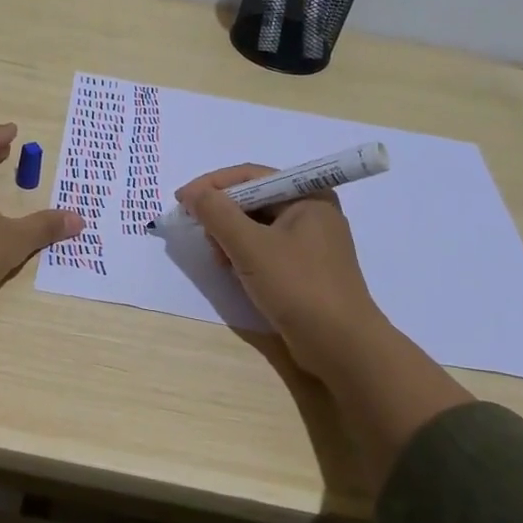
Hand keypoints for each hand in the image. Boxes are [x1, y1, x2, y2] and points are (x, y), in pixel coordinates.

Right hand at [175, 164, 385, 387]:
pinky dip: (245, 255)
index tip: (181, 200)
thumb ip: (216, 214)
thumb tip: (192, 194)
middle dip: (222, 215)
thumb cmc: (297, 286)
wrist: (341, 346)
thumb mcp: (250, 246)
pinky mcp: (305, 269)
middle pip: (254, 200)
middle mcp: (312, 211)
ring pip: (257, 226)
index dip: (212, 185)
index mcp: (309, 195)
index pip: (252, 176)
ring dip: (231, 238)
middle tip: (201, 235)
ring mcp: (311, 242)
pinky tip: (234, 272)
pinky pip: (266, 249)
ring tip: (219, 260)